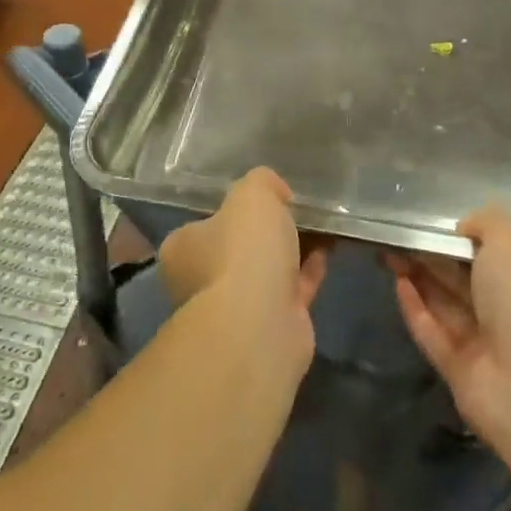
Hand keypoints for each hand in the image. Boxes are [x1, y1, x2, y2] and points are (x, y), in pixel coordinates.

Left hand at [159, 168, 327, 367]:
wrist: (260, 325)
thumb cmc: (242, 251)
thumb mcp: (251, 195)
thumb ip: (261, 182)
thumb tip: (274, 192)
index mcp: (182, 249)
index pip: (204, 222)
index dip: (234, 209)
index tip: (264, 198)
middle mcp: (200, 281)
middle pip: (237, 248)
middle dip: (265, 233)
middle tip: (295, 210)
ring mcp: (235, 309)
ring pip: (266, 271)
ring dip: (291, 251)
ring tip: (320, 225)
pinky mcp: (269, 328)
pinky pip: (291, 290)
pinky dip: (308, 271)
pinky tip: (328, 250)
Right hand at [389, 207, 510, 444]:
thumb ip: (488, 223)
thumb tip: (465, 228)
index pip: (506, 260)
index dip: (472, 242)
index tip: (442, 228)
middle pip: (470, 282)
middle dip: (437, 258)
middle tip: (403, 236)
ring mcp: (490, 350)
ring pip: (448, 306)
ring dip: (421, 278)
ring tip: (390, 251)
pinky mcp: (462, 374)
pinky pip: (434, 335)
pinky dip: (416, 310)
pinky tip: (397, 284)